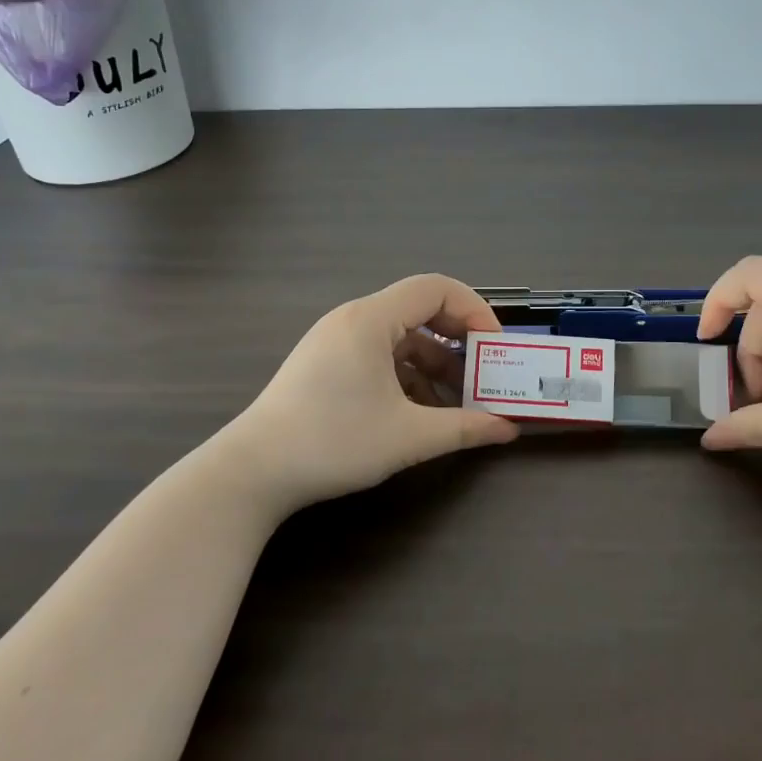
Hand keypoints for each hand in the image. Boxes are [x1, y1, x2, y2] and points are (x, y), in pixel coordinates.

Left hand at [224, 274, 517, 513]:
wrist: (253, 472)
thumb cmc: (333, 442)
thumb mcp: (408, 437)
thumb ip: (463, 428)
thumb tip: (507, 430)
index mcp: (371, 320)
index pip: (436, 288)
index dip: (474, 309)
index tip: (494, 346)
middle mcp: (353, 319)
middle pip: (419, 310)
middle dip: (457, 340)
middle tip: (482, 372)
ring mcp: (335, 341)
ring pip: (399, 336)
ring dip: (433, 362)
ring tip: (456, 401)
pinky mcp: (325, 363)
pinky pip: (378, 354)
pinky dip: (406, 374)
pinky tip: (418, 411)